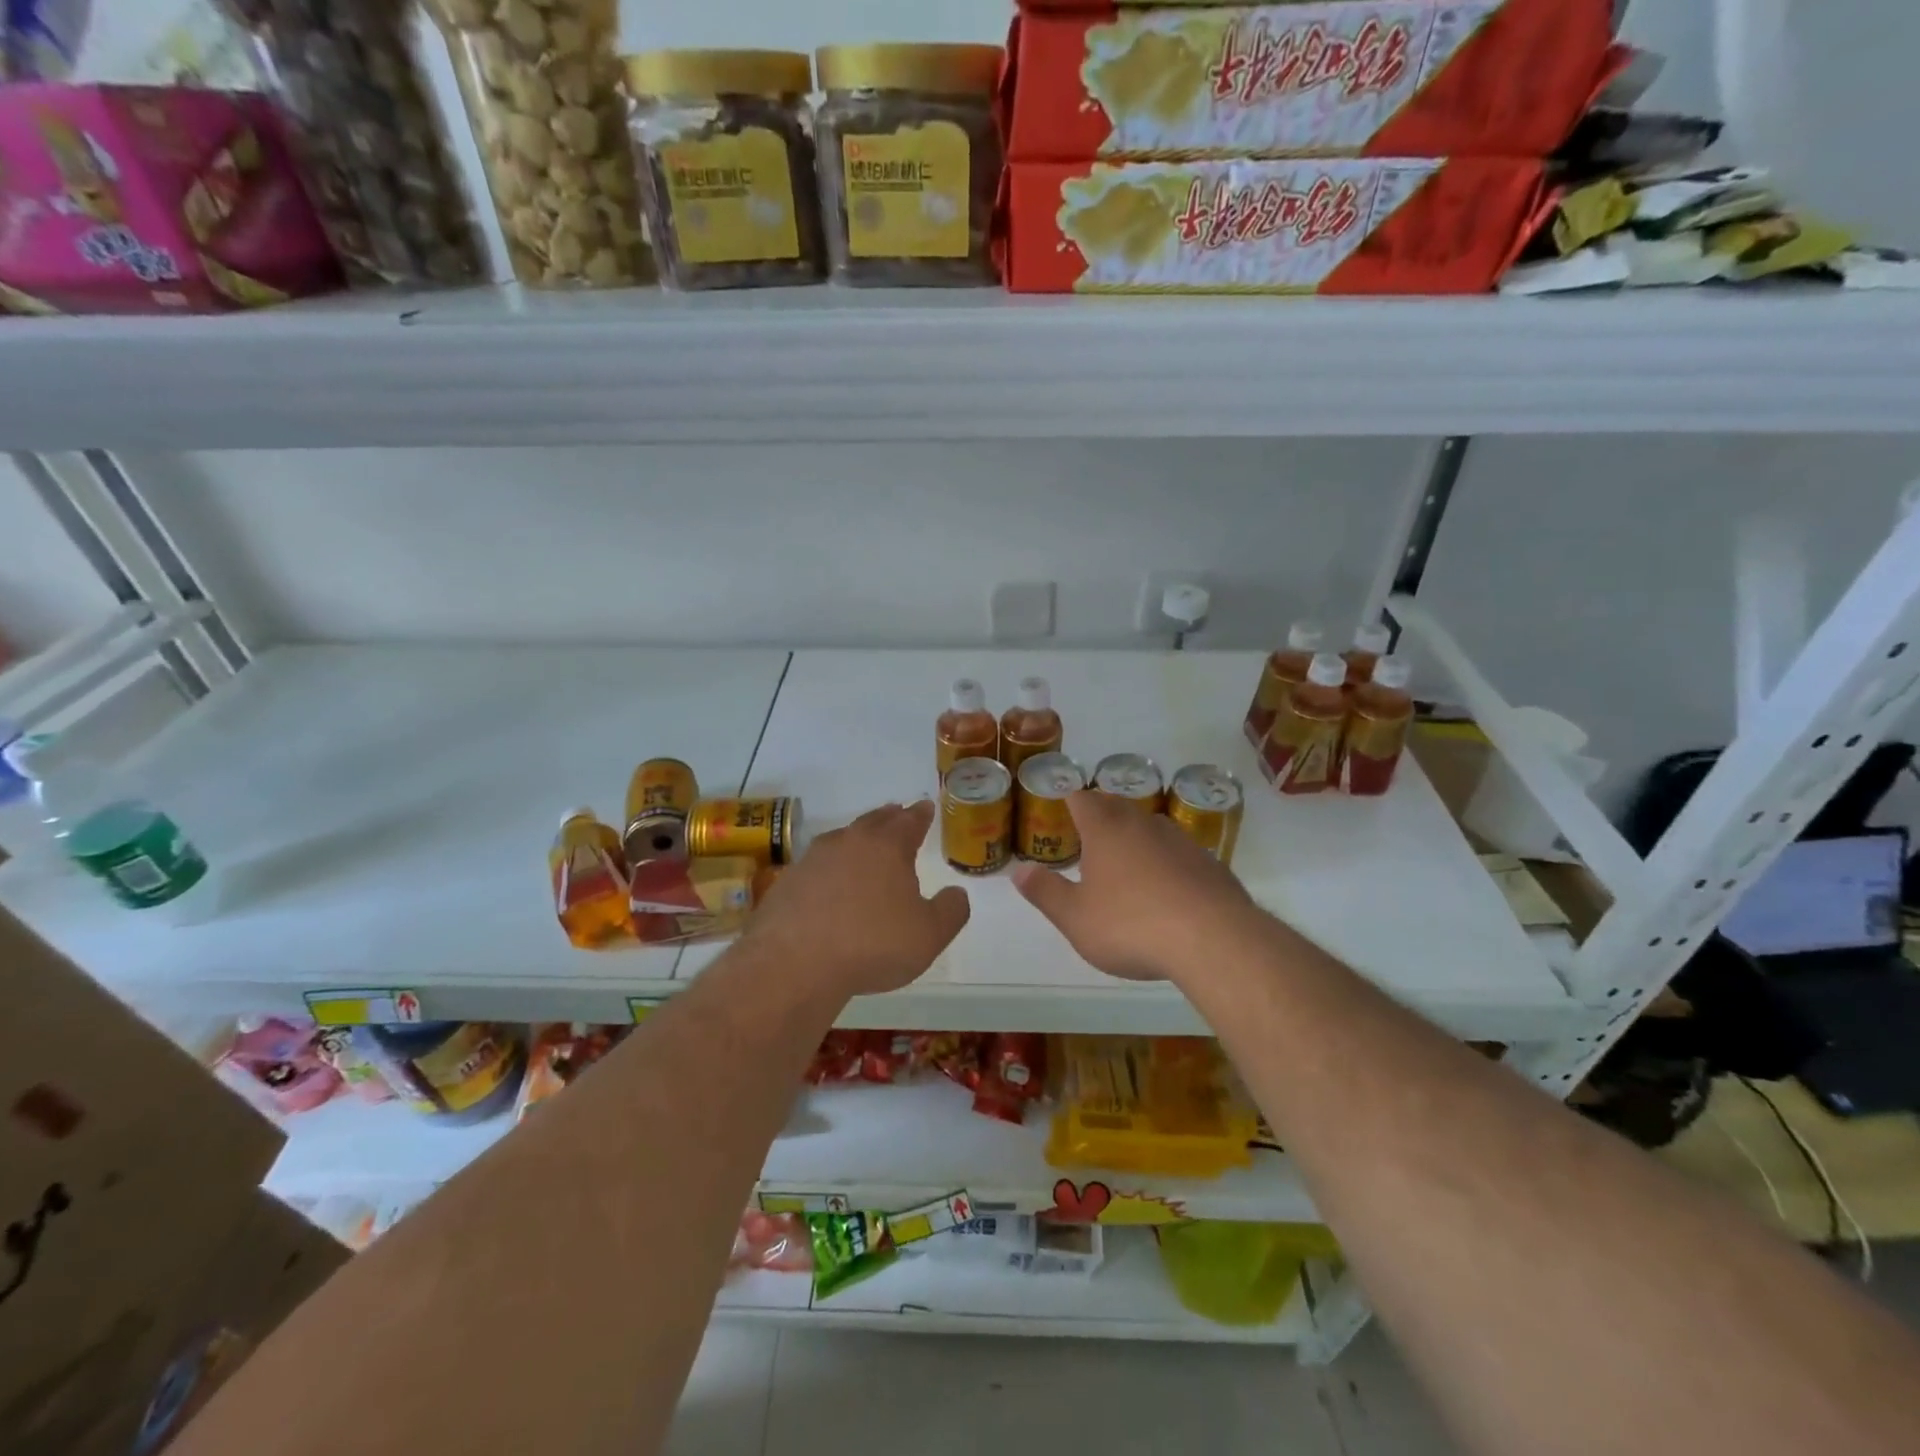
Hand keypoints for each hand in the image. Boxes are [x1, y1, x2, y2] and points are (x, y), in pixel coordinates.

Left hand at [744, 800, 968, 998]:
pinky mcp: (787, 883)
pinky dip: (828, 869)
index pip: (909, 822)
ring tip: (864, 844)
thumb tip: (956, 893)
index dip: (920, 815)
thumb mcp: (929, 935)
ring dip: (856, 839)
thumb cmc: (872, 944)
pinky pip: (816, 867)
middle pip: (873, 822)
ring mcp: (813, 860)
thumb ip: (950, 911)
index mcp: (887, 847)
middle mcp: (849, 843)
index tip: (925, 807)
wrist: (794, 963)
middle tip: (897, 813)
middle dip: (888, 818)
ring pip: (841, 839)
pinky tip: (828, 884)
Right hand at [1012, 790, 1257, 983]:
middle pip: (1117, 805)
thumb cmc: (1131, 925)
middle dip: (1100, 813)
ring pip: (1150, 826)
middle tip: (1088, 831)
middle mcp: (1142, 825)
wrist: (1213, 939)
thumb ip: (1045, 892)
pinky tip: (1166, 889)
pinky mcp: (1209, 863)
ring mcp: (1180, 841)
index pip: (1082, 799)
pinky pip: (1178, 852)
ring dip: (1135, 836)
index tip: (1061, 805)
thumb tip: (1018, 871)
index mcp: (1105, 830)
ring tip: (1125, 860)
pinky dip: (1165, 861)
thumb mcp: (1076, 918)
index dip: (1069, 799)